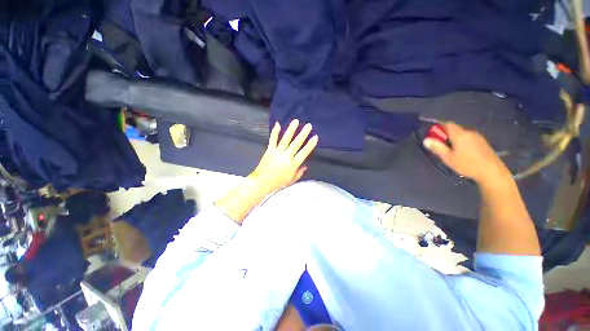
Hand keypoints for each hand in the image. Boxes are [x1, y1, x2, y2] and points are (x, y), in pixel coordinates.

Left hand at [249, 119, 318, 193]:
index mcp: (293, 164)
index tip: (315, 137)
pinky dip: (275, 132)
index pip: (304, 153)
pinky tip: (278, 124)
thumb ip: (299, 173)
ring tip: (296, 121)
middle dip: (303, 134)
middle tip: (308, 125)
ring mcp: (277, 152)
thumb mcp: (291, 180)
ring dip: (291, 130)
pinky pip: (273, 140)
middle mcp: (287, 156)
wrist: (262, 182)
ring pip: (286, 139)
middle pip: (296, 143)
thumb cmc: (278, 183)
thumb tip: (305, 166)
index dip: (310, 145)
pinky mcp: (269, 150)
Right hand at [423, 122, 510, 184]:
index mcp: (460, 134)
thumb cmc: (467, 165)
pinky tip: (462, 152)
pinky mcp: (483, 142)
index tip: (434, 136)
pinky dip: (462, 142)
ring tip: (451, 151)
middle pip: (455, 129)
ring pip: (462, 134)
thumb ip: (437, 148)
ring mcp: (478, 137)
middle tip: (441, 146)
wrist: (492, 172)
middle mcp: (469, 132)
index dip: (439, 128)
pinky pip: (468, 138)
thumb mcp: (448, 158)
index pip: (448, 124)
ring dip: (454, 139)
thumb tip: (426, 140)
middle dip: (446, 135)